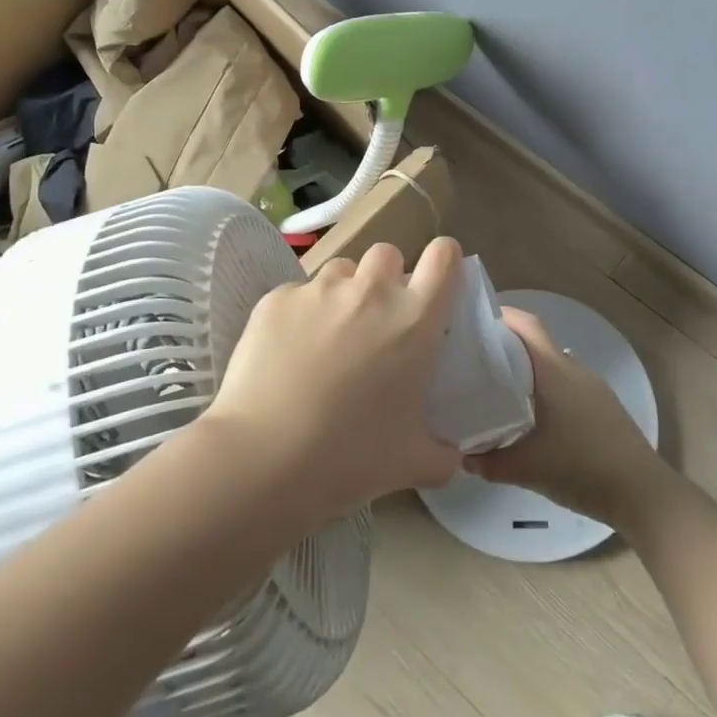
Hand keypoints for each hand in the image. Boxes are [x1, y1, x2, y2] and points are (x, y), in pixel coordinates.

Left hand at [203, 237, 465, 523]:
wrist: (263, 458)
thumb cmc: (349, 457)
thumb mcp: (413, 462)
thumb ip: (442, 453)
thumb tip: (452, 456)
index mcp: (413, 320)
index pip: (443, 256)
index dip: (443, 263)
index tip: (434, 286)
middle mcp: (370, 292)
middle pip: (388, 254)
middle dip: (385, 278)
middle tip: (375, 320)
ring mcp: (319, 290)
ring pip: (341, 270)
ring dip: (342, 293)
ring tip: (327, 336)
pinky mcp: (276, 299)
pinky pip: (297, 293)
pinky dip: (299, 314)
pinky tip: (286, 353)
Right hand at [465, 306, 670, 526]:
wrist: (642, 493)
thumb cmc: (581, 468)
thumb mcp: (527, 469)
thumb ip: (490, 463)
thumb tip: (464, 457)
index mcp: (554, 372)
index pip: (528, 326)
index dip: (503, 317)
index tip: (475, 323)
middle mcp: (574, 370)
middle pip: (539, 344)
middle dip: (509, 346)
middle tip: (477, 361)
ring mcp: (593, 387)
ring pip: (555, 365)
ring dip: (530, 370)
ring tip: (502, 390)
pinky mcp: (605, 406)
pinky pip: (569, 384)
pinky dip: (548, 389)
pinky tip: (536, 417)